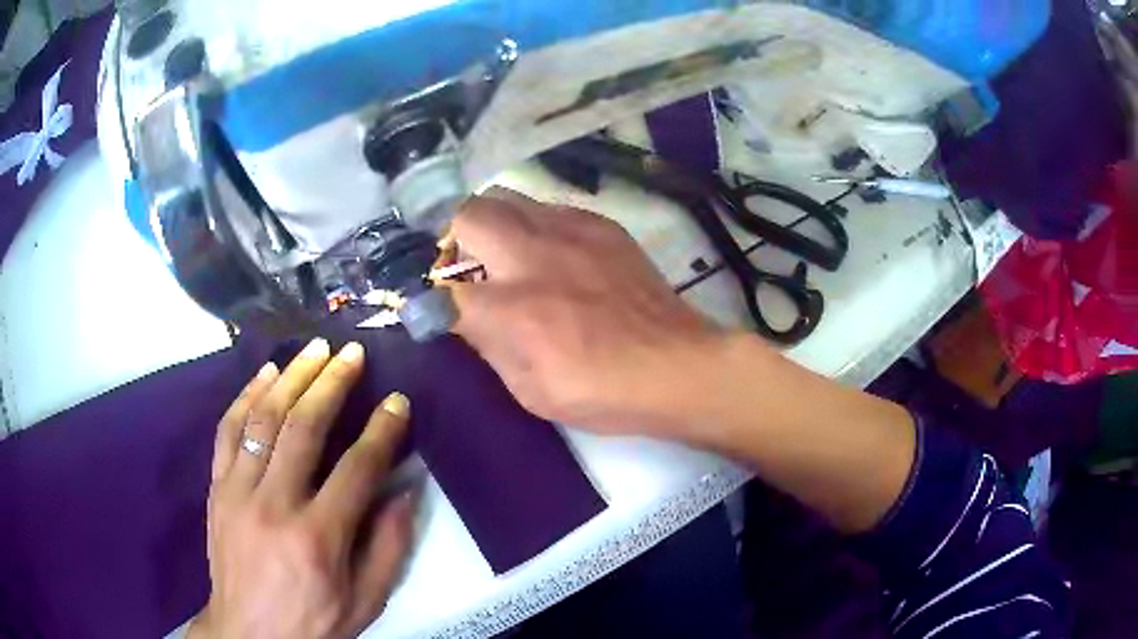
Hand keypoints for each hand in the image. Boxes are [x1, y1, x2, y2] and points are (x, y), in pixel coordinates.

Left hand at [188, 339, 413, 638]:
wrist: (249, 632)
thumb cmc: (314, 621)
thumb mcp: (367, 600)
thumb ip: (390, 546)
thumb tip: (404, 490)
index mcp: (318, 538)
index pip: (357, 469)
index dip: (382, 431)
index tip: (398, 402)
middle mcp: (274, 505)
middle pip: (304, 428)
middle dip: (332, 383)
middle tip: (353, 354)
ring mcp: (238, 492)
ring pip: (263, 418)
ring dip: (291, 377)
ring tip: (314, 350)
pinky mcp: (216, 488)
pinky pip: (228, 430)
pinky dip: (246, 395)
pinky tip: (265, 373)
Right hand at [447, 188, 734, 435]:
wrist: (676, 365)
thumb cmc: (602, 391)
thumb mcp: (530, 389)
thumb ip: (487, 345)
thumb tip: (461, 317)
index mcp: (512, 309)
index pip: (443, 287)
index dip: (431, 297)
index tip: (435, 303)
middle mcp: (533, 256)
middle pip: (467, 215)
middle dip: (453, 236)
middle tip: (465, 263)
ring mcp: (570, 231)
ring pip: (506, 197)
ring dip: (492, 221)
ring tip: (504, 252)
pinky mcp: (601, 225)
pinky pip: (548, 206)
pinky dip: (533, 223)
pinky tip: (550, 251)